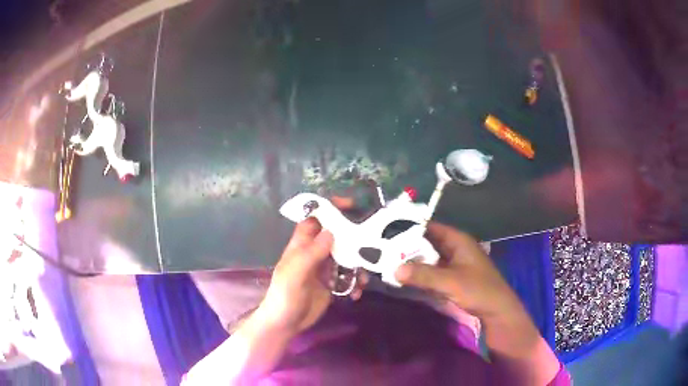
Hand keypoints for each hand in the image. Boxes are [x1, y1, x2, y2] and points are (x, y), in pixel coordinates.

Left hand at [256, 217, 364, 335]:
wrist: (286, 324)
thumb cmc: (284, 296)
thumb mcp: (295, 274)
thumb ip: (311, 253)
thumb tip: (331, 231)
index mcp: (302, 245)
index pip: (316, 218)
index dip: (330, 208)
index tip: (352, 205)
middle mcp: (315, 252)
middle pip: (337, 236)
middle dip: (354, 238)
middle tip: (373, 243)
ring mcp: (325, 268)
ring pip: (347, 256)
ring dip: (359, 265)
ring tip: (364, 279)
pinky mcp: (333, 283)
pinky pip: (349, 276)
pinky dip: (356, 282)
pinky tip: (356, 294)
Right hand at [395, 222, 520, 320]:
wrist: (496, 310)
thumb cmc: (478, 290)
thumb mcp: (451, 281)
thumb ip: (424, 275)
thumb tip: (394, 269)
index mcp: (458, 240)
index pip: (430, 227)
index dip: (411, 227)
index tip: (387, 231)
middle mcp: (454, 248)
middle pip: (427, 242)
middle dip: (407, 246)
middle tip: (382, 249)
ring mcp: (453, 263)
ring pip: (428, 257)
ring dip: (413, 261)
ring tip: (387, 261)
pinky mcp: (451, 277)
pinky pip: (431, 270)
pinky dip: (419, 272)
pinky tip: (404, 276)